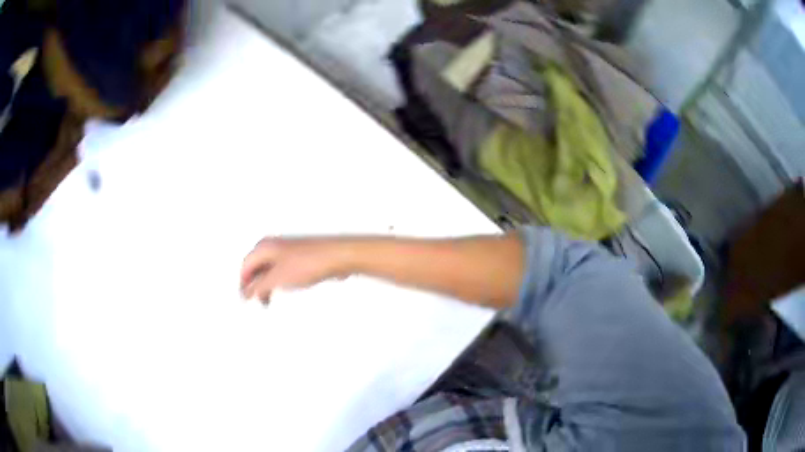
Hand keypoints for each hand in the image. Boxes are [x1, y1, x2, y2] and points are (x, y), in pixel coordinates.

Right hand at [240, 238, 350, 302]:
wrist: (336, 256)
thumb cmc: (309, 262)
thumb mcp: (277, 279)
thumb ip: (258, 287)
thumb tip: (245, 293)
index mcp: (264, 246)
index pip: (245, 266)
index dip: (243, 284)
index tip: (245, 300)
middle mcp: (274, 245)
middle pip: (256, 267)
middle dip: (255, 285)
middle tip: (258, 301)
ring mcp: (287, 250)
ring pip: (269, 269)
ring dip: (267, 285)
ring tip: (269, 299)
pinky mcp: (299, 256)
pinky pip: (282, 270)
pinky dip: (279, 281)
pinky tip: (285, 288)